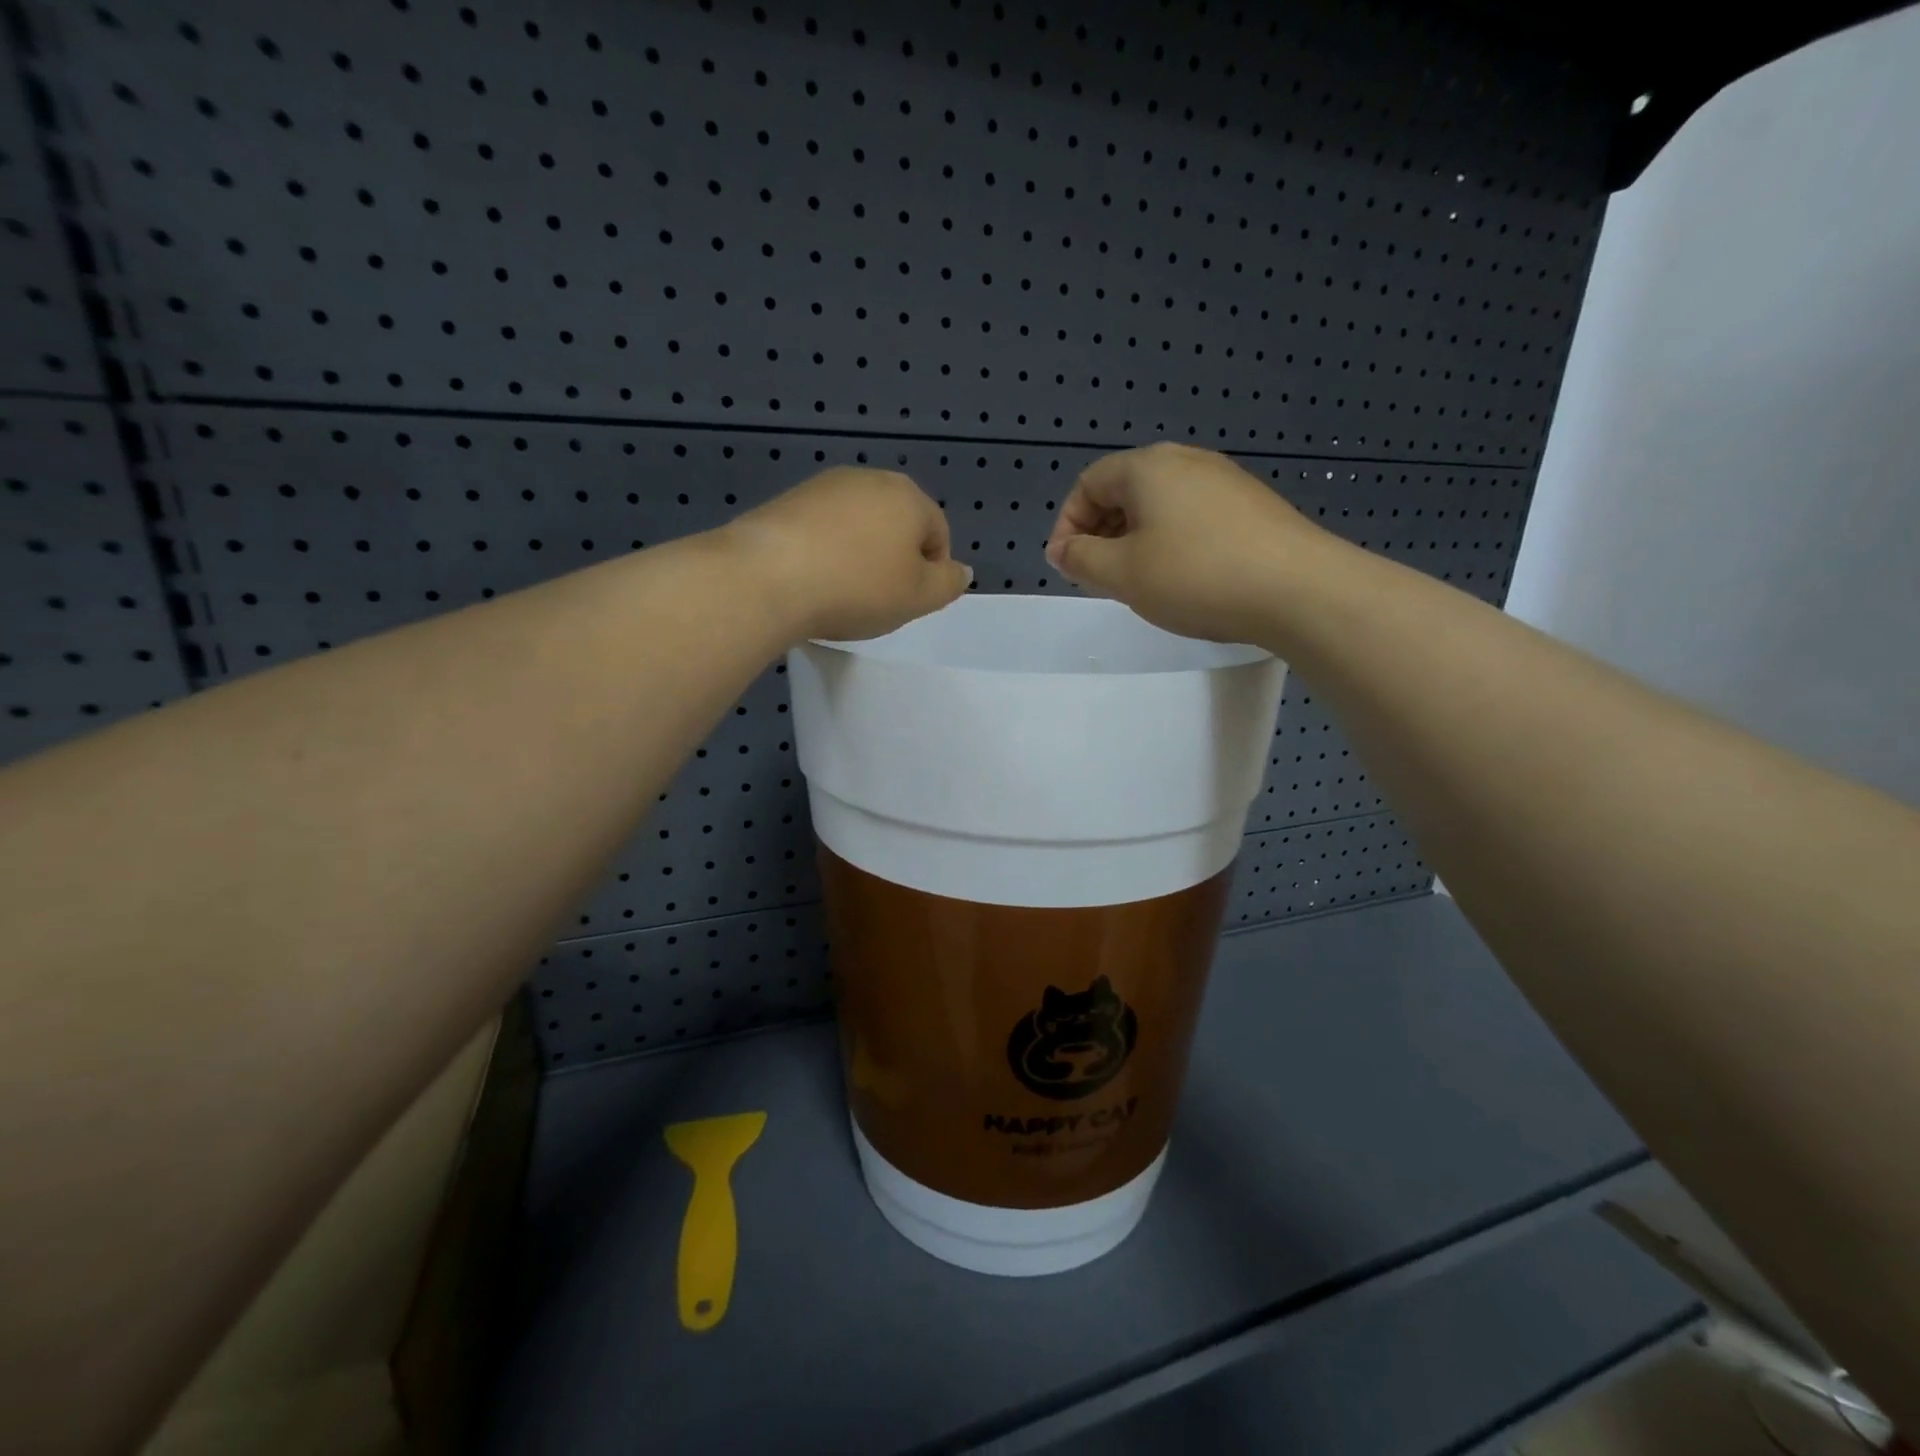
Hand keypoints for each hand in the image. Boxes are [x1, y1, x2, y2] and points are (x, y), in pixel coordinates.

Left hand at [721, 467, 972, 641]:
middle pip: (897, 524)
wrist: (768, 578)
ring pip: (858, 525)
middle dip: (894, 559)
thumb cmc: (857, 588)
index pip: (937, 533)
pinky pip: (823, 529)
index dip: (931, 572)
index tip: (909, 602)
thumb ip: (947, 584)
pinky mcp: (788, 500)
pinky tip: (813, 580)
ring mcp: (825, 486)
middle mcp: (869, 479)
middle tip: (878, 598)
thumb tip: (961, 570)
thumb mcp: (917, 598)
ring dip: (859, 554)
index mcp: (909, 497)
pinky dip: (826, 552)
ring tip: (842, 591)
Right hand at [1044, 443, 1323, 643]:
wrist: (1297, 589)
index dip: (1068, 525)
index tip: (1067, 567)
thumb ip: (1080, 559)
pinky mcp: (1251, 505)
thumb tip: (1061, 549)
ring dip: (1135, 540)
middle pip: (1124, 490)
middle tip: (1098, 577)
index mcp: (1147, 467)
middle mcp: (1186, 461)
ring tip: (1138, 581)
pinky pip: (1192, 516)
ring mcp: (1224, 480)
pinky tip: (1183, 578)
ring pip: (1159, 505)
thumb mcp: (1122, 573)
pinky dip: (1171, 542)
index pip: (1088, 483)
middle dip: (1101, 533)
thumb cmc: (1195, 575)